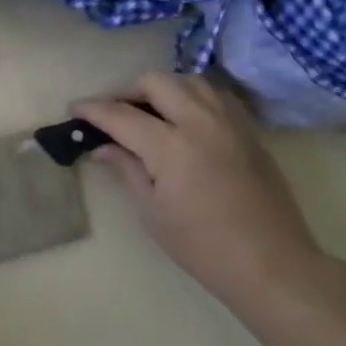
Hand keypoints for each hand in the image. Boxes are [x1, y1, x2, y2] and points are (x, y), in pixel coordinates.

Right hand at [74, 73, 330, 314]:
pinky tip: (184, 120)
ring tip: (149, 113)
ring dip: (163, 89)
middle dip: (127, 91)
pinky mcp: (250, 131)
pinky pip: (216, 96)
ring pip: (190, 81)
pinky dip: (193, 97)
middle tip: (114, 114)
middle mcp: (201, 122)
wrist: (271, 263)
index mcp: (171, 146)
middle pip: (157, 82)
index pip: (121, 115)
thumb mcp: (152, 210)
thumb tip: (102, 146)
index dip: (93, 110)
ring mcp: (230, 123)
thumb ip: (126, 168)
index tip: (74, 110)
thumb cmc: (202, 246)